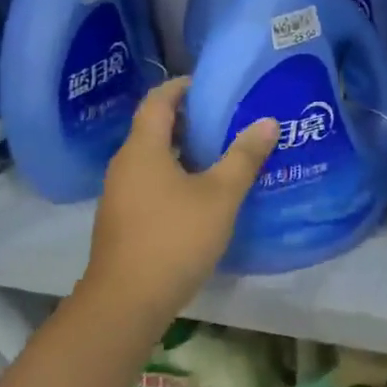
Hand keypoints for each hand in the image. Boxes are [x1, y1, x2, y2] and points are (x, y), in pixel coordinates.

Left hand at [79, 78, 278, 338]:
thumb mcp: (220, 196)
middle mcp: (124, 164)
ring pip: (151, 158)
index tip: (209, 84)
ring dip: (180, 150)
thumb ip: (244, 157)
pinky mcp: (121, 220)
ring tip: (217, 153)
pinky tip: (198, 194)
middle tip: (224, 118)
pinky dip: (172, 175)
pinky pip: (148, 182)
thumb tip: (267, 121)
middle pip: (153, 128)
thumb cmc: (174, 238)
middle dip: (186, 118)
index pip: (158, 100)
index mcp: (143, 148)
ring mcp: (119, 194)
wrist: (125, 303)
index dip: (182, 86)